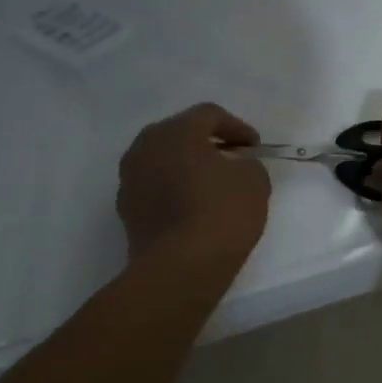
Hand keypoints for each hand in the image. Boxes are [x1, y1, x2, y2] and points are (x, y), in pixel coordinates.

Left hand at [118, 103, 269, 269]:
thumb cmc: (222, 212)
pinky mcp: (126, 209)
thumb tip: (234, 167)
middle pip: (180, 133)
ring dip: (187, 165)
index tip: (255, 148)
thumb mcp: (254, 180)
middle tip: (232, 159)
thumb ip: (246, 164)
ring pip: (163, 160)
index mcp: (176, 131)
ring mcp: (130, 178)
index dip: (237, 127)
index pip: (209, 115)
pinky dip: (173, 188)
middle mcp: (146, 146)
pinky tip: (193, 207)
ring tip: (211, 184)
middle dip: (207, 143)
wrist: (180, 266)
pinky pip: (154, 186)